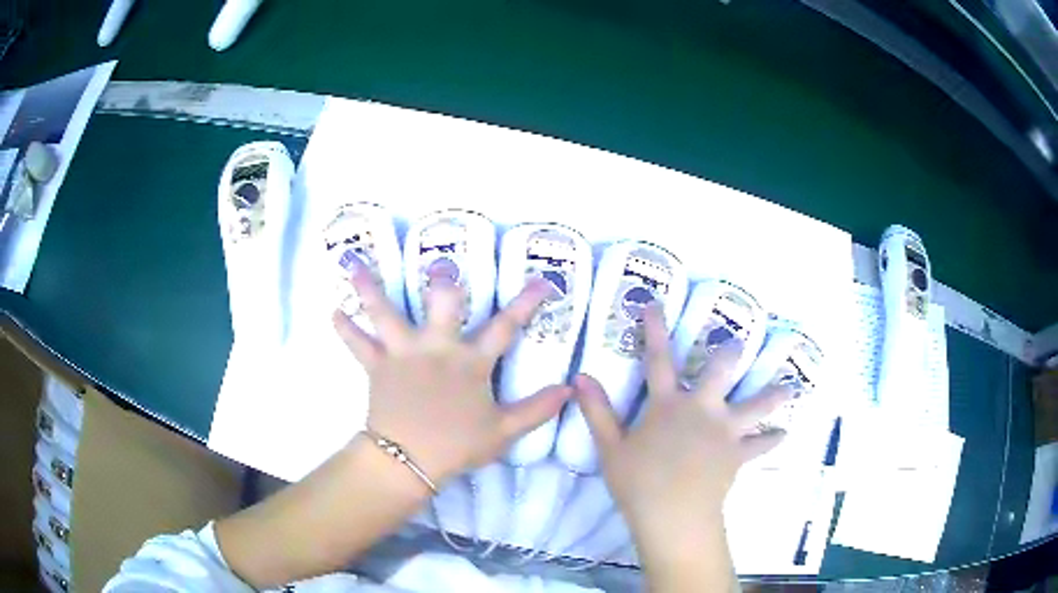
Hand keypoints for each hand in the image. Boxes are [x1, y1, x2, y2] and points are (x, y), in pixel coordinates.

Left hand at [332, 262, 572, 490]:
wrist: (408, 460)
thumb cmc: (456, 446)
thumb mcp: (504, 431)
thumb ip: (537, 409)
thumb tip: (569, 388)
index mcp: (470, 362)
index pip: (506, 327)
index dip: (526, 302)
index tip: (543, 281)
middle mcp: (437, 348)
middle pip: (441, 304)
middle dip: (443, 281)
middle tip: (439, 263)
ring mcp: (403, 353)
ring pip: (386, 313)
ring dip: (371, 290)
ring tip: (356, 267)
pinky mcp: (378, 366)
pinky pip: (358, 344)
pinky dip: (346, 329)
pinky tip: (333, 311)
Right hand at [575, 304, 790, 552]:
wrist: (673, 515)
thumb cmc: (638, 482)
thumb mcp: (610, 448)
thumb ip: (597, 411)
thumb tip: (580, 377)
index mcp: (668, 405)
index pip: (658, 359)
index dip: (655, 329)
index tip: (655, 304)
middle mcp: (702, 409)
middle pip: (721, 371)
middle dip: (729, 352)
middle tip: (737, 342)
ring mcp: (725, 430)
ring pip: (756, 405)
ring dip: (773, 394)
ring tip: (789, 386)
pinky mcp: (738, 454)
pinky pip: (761, 445)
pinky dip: (772, 440)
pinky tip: (784, 434)